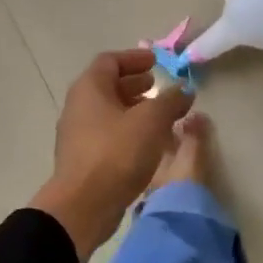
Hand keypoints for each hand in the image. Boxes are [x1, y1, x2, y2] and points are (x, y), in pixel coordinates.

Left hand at [30, 49, 193, 262]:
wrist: (83, 205)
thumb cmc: (117, 153)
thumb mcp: (152, 121)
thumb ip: (171, 101)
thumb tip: (184, 90)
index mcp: (89, 89)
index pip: (110, 61)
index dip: (134, 58)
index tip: (155, 62)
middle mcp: (78, 107)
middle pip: (107, 86)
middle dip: (135, 84)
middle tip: (158, 87)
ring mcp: (78, 134)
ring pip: (109, 113)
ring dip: (134, 110)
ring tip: (160, 116)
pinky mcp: (83, 159)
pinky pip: (108, 135)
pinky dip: (128, 131)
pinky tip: (149, 144)